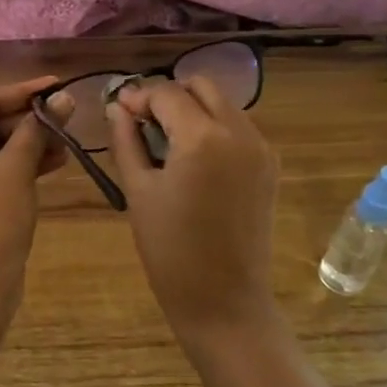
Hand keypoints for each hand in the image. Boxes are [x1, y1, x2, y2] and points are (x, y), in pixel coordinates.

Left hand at [0, 77, 73, 289]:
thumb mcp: (16, 169)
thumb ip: (37, 129)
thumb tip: (63, 98)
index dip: (21, 93)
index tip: (55, 86)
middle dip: (27, 123)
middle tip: (64, 117)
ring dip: (27, 146)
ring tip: (66, 144)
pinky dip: (17, 168)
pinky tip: (53, 164)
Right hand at [107, 77, 279, 331]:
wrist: (224, 300)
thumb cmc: (170, 250)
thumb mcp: (138, 191)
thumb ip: (126, 141)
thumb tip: (117, 107)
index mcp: (202, 137)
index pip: (166, 93)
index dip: (138, 96)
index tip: (119, 111)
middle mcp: (238, 132)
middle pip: (201, 86)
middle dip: (170, 95)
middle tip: (144, 123)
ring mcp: (260, 148)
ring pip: (223, 104)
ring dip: (193, 109)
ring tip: (166, 141)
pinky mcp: (269, 166)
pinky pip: (238, 127)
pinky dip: (213, 127)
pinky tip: (193, 158)